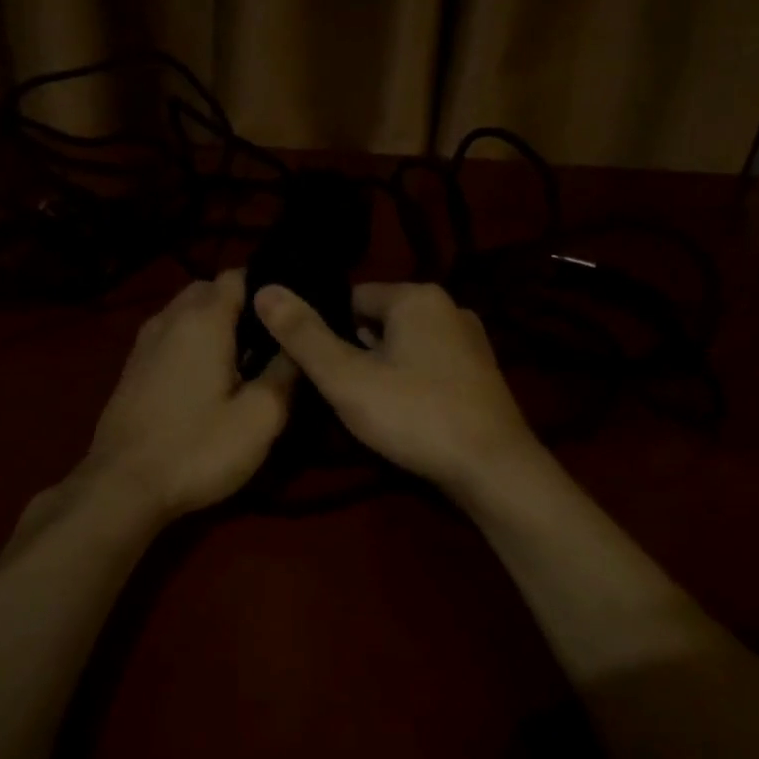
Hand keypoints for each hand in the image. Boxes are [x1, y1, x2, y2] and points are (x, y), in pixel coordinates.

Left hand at [80, 270, 296, 521]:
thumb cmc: (198, 448)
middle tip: (272, 338)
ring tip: (244, 357)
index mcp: (203, 319)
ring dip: (215, 324)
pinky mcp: (133, 367)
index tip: (293, 312)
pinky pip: (171, 335)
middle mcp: (170, 317)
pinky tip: (208, 376)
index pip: (239, 274)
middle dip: (242, 304)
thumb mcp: (260, 417)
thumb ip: (286, 372)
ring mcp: (145, 341)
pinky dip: (193, 341)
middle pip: (210, 290)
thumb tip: (299, 343)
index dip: (269, 287)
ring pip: (187, 312)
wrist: (123, 486)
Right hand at [254, 281, 543, 498]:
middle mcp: (448, 307)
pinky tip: (403, 414)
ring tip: (366, 407)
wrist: (494, 468)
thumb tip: (264, 290)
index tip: (314, 366)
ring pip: (404, 345)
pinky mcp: (480, 372)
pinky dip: (410, 381)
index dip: (325, 331)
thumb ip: (303, 335)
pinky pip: (429, 364)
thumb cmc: (415, 415)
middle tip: (337, 392)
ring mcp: (470, 340)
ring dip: (381, 368)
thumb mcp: (347, 378)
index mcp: (416, 297)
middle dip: (354, 351)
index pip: (350, 299)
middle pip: (378, 321)